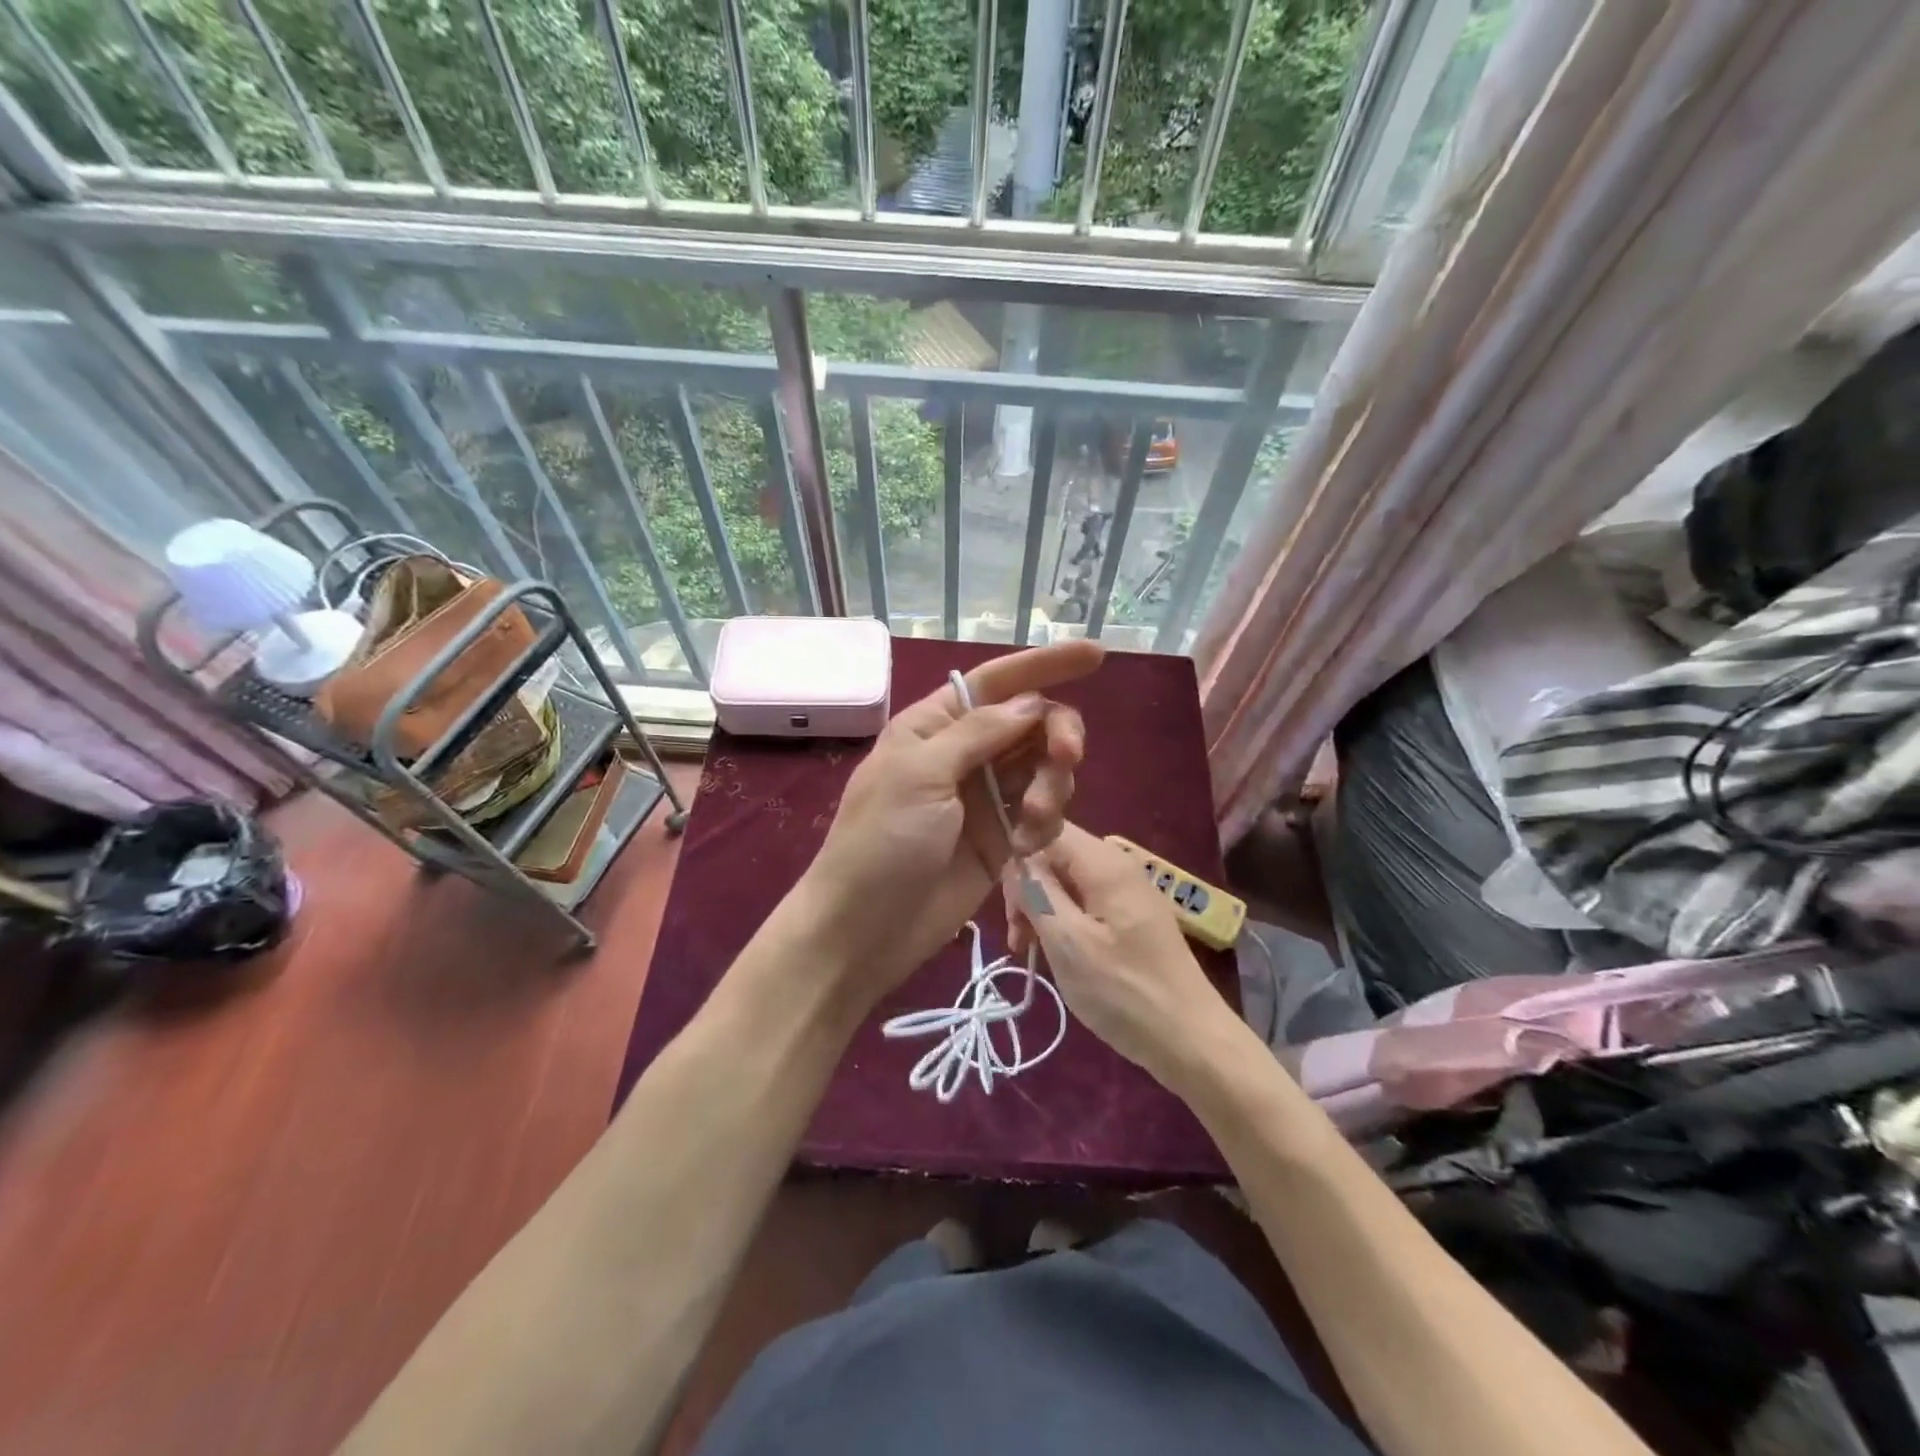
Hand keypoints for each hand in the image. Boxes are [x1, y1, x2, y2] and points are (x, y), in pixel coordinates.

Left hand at [801, 641, 1102, 1007]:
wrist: (865, 930)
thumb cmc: (880, 842)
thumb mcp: (920, 774)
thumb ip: (978, 733)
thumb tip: (1031, 702)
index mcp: (935, 725)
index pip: (997, 682)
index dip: (1045, 664)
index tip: (1098, 654)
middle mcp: (965, 754)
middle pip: (1032, 723)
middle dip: (1057, 735)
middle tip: (1067, 758)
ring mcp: (985, 798)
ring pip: (1044, 769)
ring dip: (1051, 786)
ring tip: (1030, 821)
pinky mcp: (1002, 839)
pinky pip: (1043, 815)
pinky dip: (1045, 824)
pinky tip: (1025, 847)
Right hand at [1004, 822, 1236, 1086]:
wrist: (1190, 1039)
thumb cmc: (1123, 991)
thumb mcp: (1068, 942)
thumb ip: (1037, 892)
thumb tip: (1018, 861)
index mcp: (1105, 863)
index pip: (1047, 832)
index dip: (1021, 861)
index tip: (1010, 907)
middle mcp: (1119, 865)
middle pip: (1057, 857)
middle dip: (1029, 890)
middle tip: (1019, 939)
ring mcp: (1128, 891)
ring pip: (1068, 882)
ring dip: (1043, 910)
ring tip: (1031, 952)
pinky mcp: (1132, 916)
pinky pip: (1086, 903)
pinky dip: (1064, 922)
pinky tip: (1058, 953)